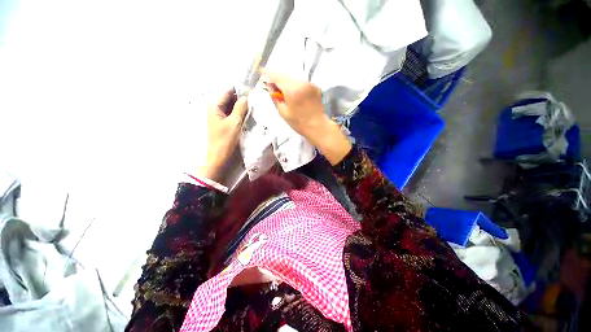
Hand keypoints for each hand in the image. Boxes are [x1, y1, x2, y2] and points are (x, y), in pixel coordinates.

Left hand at [197, 89, 247, 180]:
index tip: (253, 91)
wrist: (218, 159)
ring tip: (256, 107)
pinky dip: (241, 114)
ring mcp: (221, 117)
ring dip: (243, 108)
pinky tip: (250, 116)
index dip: (240, 90)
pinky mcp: (225, 124)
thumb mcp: (234, 123)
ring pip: (233, 107)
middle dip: (243, 99)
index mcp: (214, 106)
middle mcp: (216, 109)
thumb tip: (246, 96)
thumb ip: (240, 108)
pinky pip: (234, 115)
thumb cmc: (225, 141)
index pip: (228, 91)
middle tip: (257, 100)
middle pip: (231, 99)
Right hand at [261, 68, 328, 140]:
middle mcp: (302, 83)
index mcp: (292, 90)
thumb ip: (275, 98)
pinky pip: (301, 82)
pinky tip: (294, 93)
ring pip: (294, 78)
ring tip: (283, 91)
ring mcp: (310, 84)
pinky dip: (295, 85)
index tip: (261, 71)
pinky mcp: (315, 86)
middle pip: (285, 75)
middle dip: (277, 78)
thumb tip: (270, 86)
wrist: (317, 126)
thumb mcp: (283, 112)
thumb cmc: (298, 123)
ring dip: (286, 81)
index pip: (277, 76)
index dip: (268, 73)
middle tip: (272, 85)